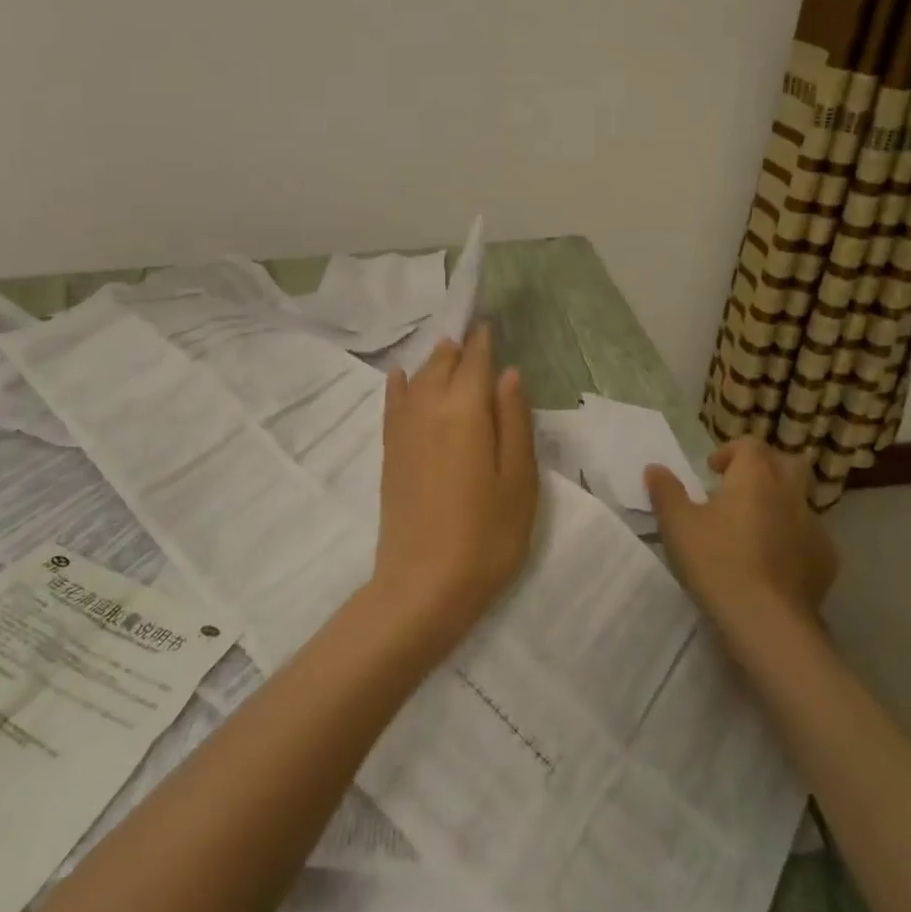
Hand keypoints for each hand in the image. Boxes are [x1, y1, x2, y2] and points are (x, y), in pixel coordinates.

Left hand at [372, 326, 538, 654]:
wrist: (424, 585)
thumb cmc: (487, 535)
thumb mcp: (520, 480)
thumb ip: (514, 421)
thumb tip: (509, 374)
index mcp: (465, 411)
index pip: (474, 363)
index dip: (482, 343)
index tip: (488, 325)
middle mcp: (428, 409)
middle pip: (441, 366)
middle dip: (457, 349)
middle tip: (470, 336)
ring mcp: (403, 431)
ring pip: (416, 380)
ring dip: (432, 363)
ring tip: (446, 351)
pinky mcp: (390, 454)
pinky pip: (392, 405)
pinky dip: (398, 386)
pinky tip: (398, 375)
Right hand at [646, 436, 839, 639]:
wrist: (768, 622)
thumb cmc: (718, 562)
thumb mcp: (677, 525)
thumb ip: (666, 491)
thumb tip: (655, 468)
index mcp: (755, 476)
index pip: (750, 445)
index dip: (730, 452)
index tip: (712, 471)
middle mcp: (789, 493)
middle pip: (784, 464)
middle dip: (762, 470)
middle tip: (737, 491)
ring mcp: (814, 527)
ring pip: (798, 501)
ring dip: (777, 505)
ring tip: (752, 530)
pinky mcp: (826, 561)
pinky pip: (808, 537)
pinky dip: (792, 539)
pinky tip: (773, 563)